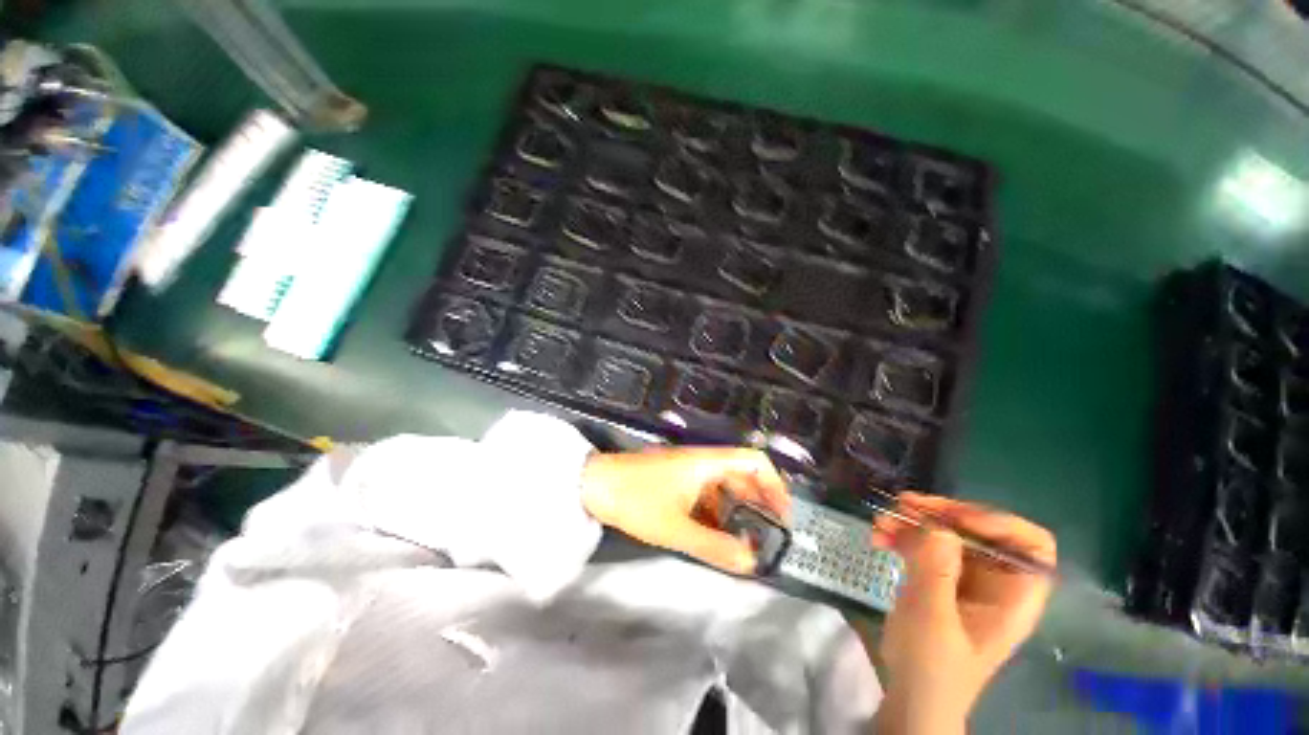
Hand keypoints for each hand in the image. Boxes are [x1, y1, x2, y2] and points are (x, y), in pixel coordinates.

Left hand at [580, 447, 788, 574]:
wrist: (594, 485)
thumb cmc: (635, 500)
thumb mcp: (675, 528)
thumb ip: (713, 547)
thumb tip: (751, 564)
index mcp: (707, 463)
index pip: (754, 461)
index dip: (774, 485)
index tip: (782, 516)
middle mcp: (702, 461)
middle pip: (742, 475)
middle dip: (758, 504)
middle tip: (767, 537)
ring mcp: (688, 470)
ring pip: (723, 486)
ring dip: (737, 510)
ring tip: (745, 541)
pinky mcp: (676, 480)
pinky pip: (706, 493)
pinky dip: (717, 512)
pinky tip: (716, 534)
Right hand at [872, 493, 1055, 734]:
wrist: (909, 694)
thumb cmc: (932, 665)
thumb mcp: (933, 617)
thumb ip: (936, 569)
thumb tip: (937, 525)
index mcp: (1014, 595)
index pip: (1030, 544)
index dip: (997, 523)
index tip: (953, 519)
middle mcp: (994, 581)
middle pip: (979, 531)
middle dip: (940, 516)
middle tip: (903, 506)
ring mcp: (964, 579)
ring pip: (946, 534)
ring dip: (912, 523)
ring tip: (880, 521)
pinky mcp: (938, 579)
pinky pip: (924, 546)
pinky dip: (902, 537)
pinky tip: (878, 537)